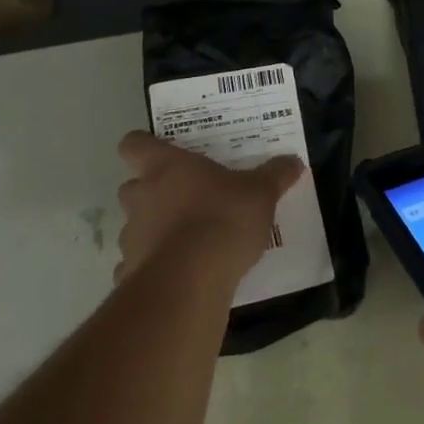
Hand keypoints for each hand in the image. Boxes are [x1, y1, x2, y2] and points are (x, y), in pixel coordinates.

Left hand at [114, 131, 304, 287]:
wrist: (191, 280)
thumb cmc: (223, 219)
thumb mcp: (260, 193)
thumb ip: (275, 175)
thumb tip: (293, 161)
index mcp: (165, 167)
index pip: (133, 143)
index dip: (142, 145)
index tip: (161, 152)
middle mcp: (140, 196)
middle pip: (131, 185)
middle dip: (151, 192)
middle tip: (184, 198)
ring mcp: (131, 236)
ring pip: (135, 226)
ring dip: (153, 230)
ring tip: (186, 241)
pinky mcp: (130, 272)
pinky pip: (137, 265)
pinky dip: (153, 267)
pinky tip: (178, 275)